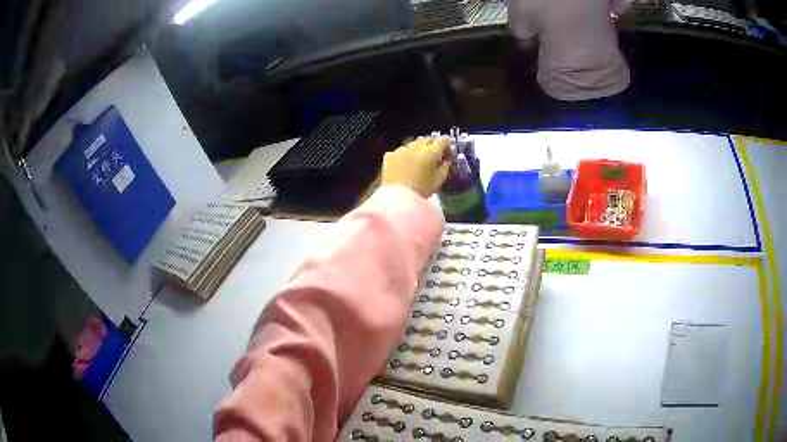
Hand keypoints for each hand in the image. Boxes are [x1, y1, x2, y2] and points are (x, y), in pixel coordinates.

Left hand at [381, 137, 450, 197]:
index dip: (447, 146)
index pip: (443, 140)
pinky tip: (405, 166)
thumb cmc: (420, 191)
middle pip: (428, 139)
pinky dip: (405, 156)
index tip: (447, 155)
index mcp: (430, 152)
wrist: (396, 199)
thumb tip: (446, 160)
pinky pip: (401, 151)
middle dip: (433, 146)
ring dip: (418, 150)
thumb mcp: (438, 181)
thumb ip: (445, 167)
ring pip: (414, 144)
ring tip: (418, 163)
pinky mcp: (390, 155)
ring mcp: (401, 150)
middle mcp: (415, 147)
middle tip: (435, 158)